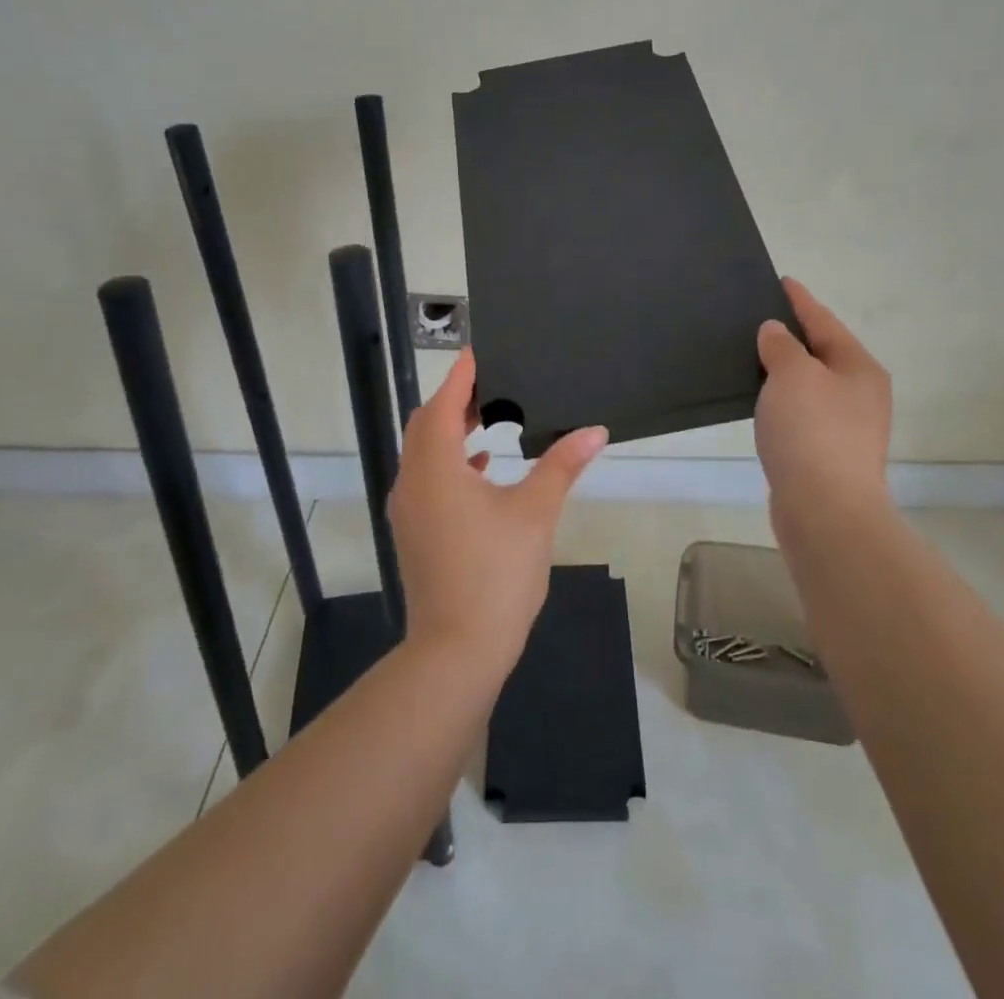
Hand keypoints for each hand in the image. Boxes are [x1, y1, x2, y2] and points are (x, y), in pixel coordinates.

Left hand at [390, 349, 607, 674]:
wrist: (457, 651)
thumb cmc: (496, 573)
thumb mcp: (535, 513)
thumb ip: (562, 465)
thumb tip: (595, 430)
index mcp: (436, 469)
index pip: (441, 405)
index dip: (459, 376)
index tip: (478, 352)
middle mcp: (412, 483)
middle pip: (425, 426)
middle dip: (452, 401)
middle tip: (488, 383)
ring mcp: (409, 512)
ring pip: (423, 454)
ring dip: (449, 432)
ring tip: (486, 417)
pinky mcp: (414, 534)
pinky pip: (427, 480)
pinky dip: (450, 463)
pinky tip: (484, 469)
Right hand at [755, 278, 892, 521]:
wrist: (826, 510)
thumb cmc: (812, 431)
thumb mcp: (793, 375)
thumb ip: (782, 346)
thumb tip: (776, 333)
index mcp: (859, 368)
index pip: (824, 322)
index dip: (801, 300)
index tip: (781, 281)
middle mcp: (860, 394)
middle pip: (822, 353)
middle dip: (793, 336)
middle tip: (758, 318)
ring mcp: (847, 428)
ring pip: (811, 386)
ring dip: (786, 371)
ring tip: (753, 356)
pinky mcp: (828, 455)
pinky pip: (802, 414)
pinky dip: (783, 401)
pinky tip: (762, 402)